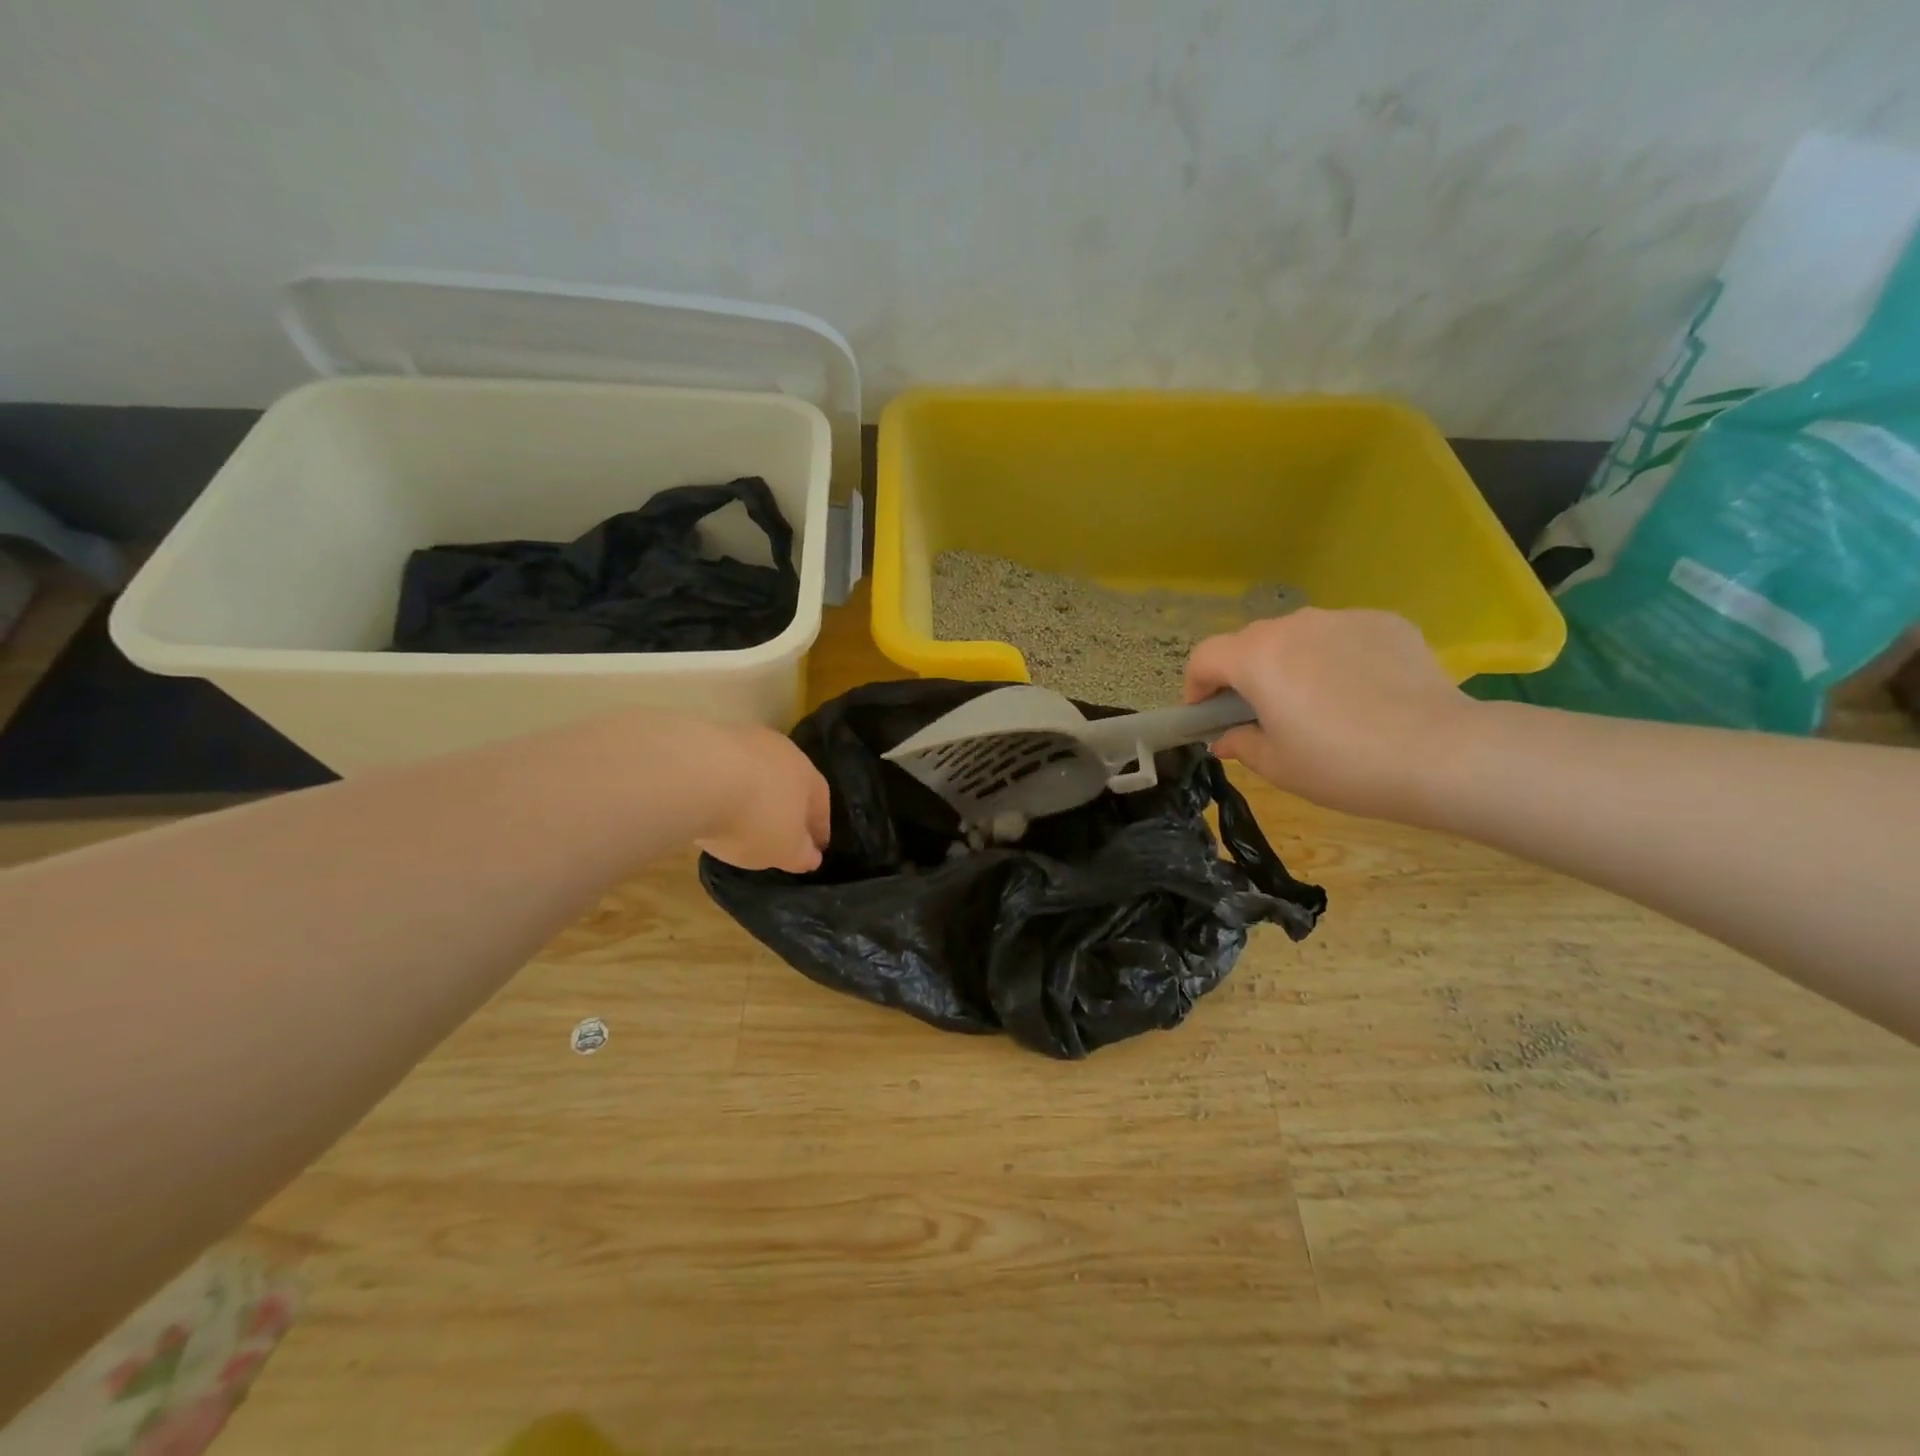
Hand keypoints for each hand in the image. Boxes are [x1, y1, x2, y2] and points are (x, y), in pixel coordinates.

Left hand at [693, 724, 831, 872]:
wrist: (697, 775)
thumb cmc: (756, 818)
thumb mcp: (785, 850)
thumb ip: (802, 855)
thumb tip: (811, 856)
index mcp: (809, 777)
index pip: (821, 804)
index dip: (818, 828)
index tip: (815, 847)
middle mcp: (782, 751)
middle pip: (789, 781)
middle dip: (786, 805)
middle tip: (779, 829)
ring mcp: (744, 740)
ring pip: (756, 771)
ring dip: (752, 792)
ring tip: (740, 815)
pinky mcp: (707, 737)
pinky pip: (723, 768)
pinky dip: (722, 786)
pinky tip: (711, 802)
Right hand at [1184, 608, 1478, 820]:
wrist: (1441, 753)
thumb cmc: (1342, 764)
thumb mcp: (1278, 765)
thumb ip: (1241, 744)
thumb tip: (1225, 738)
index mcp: (1257, 658)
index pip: (1205, 657)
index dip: (1196, 686)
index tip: (1206, 716)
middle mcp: (1294, 626)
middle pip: (1250, 643)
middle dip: (1243, 674)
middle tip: (1260, 713)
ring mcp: (1342, 618)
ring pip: (1297, 637)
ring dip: (1290, 663)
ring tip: (1316, 702)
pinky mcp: (1385, 622)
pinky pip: (1342, 637)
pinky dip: (1336, 658)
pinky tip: (1361, 693)